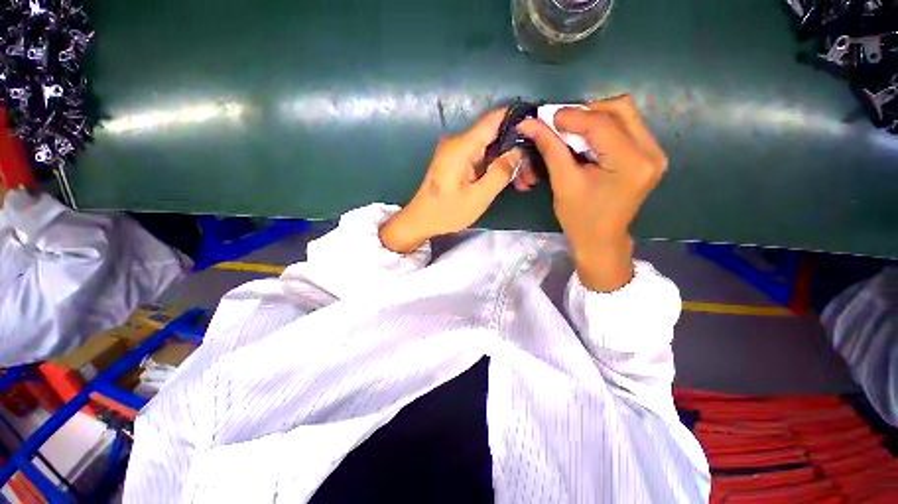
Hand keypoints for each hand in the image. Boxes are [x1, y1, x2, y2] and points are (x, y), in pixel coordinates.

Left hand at [380, 109, 537, 252]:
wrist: (421, 220)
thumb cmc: (447, 212)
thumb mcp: (478, 197)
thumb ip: (500, 172)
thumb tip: (519, 151)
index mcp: (462, 146)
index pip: (494, 119)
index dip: (517, 119)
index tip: (539, 129)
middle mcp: (458, 143)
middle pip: (494, 135)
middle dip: (516, 149)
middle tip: (533, 170)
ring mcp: (456, 152)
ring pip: (490, 148)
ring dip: (507, 161)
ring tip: (525, 180)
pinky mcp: (457, 162)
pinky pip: (481, 157)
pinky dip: (495, 166)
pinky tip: (508, 180)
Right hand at [517, 95, 667, 291]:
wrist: (602, 239)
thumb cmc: (580, 218)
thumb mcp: (563, 183)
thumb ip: (550, 149)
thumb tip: (529, 124)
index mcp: (631, 163)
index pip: (601, 124)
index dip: (572, 116)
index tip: (546, 118)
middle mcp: (651, 152)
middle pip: (621, 109)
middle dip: (586, 111)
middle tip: (561, 124)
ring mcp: (654, 152)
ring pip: (625, 114)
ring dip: (595, 117)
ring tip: (571, 131)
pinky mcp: (649, 154)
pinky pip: (627, 126)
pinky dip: (603, 126)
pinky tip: (587, 139)